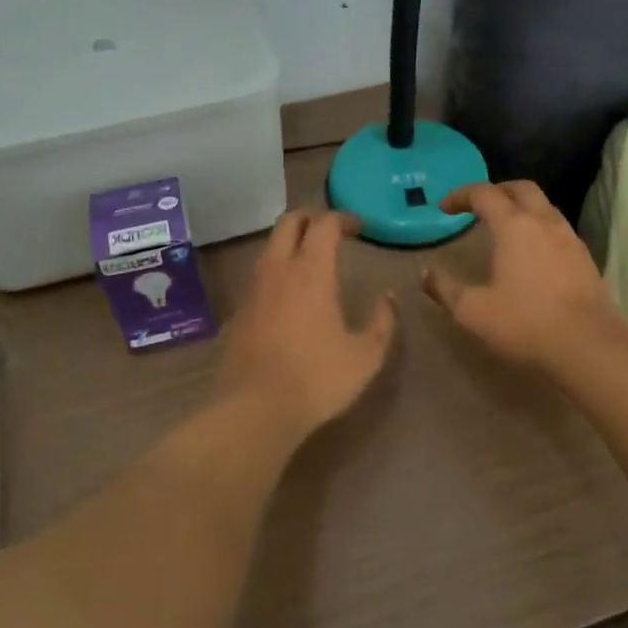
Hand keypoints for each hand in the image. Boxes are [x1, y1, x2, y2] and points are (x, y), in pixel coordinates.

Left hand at [214, 210, 397, 437]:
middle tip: (332, 231)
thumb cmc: (316, 379)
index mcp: (311, 271)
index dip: (343, 219)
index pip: (324, 224)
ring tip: (311, 259)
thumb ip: (382, 321)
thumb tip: (387, 297)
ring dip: (290, 241)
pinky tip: (289, 292)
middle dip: (311, 218)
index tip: (361, 228)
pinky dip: (277, 268)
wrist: (254, 409)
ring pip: (270, 245)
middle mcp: (278, 269)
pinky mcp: (239, 310)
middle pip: (288, 222)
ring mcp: (254, 288)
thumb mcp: (365, 356)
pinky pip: (260, 273)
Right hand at [422, 181, 622, 372]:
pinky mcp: (585, 257)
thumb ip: (445, 289)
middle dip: (496, 190)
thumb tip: (425, 273)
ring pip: (544, 205)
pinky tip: (532, 252)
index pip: (484, 194)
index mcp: (513, 226)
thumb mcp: (473, 311)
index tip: (444, 208)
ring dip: (521, 206)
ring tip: (504, 227)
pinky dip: (539, 226)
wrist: (588, 346)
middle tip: (478, 206)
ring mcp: (569, 237)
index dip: (461, 195)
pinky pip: (558, 227)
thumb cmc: (525, 323)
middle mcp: (543, 222)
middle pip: (521, 188)